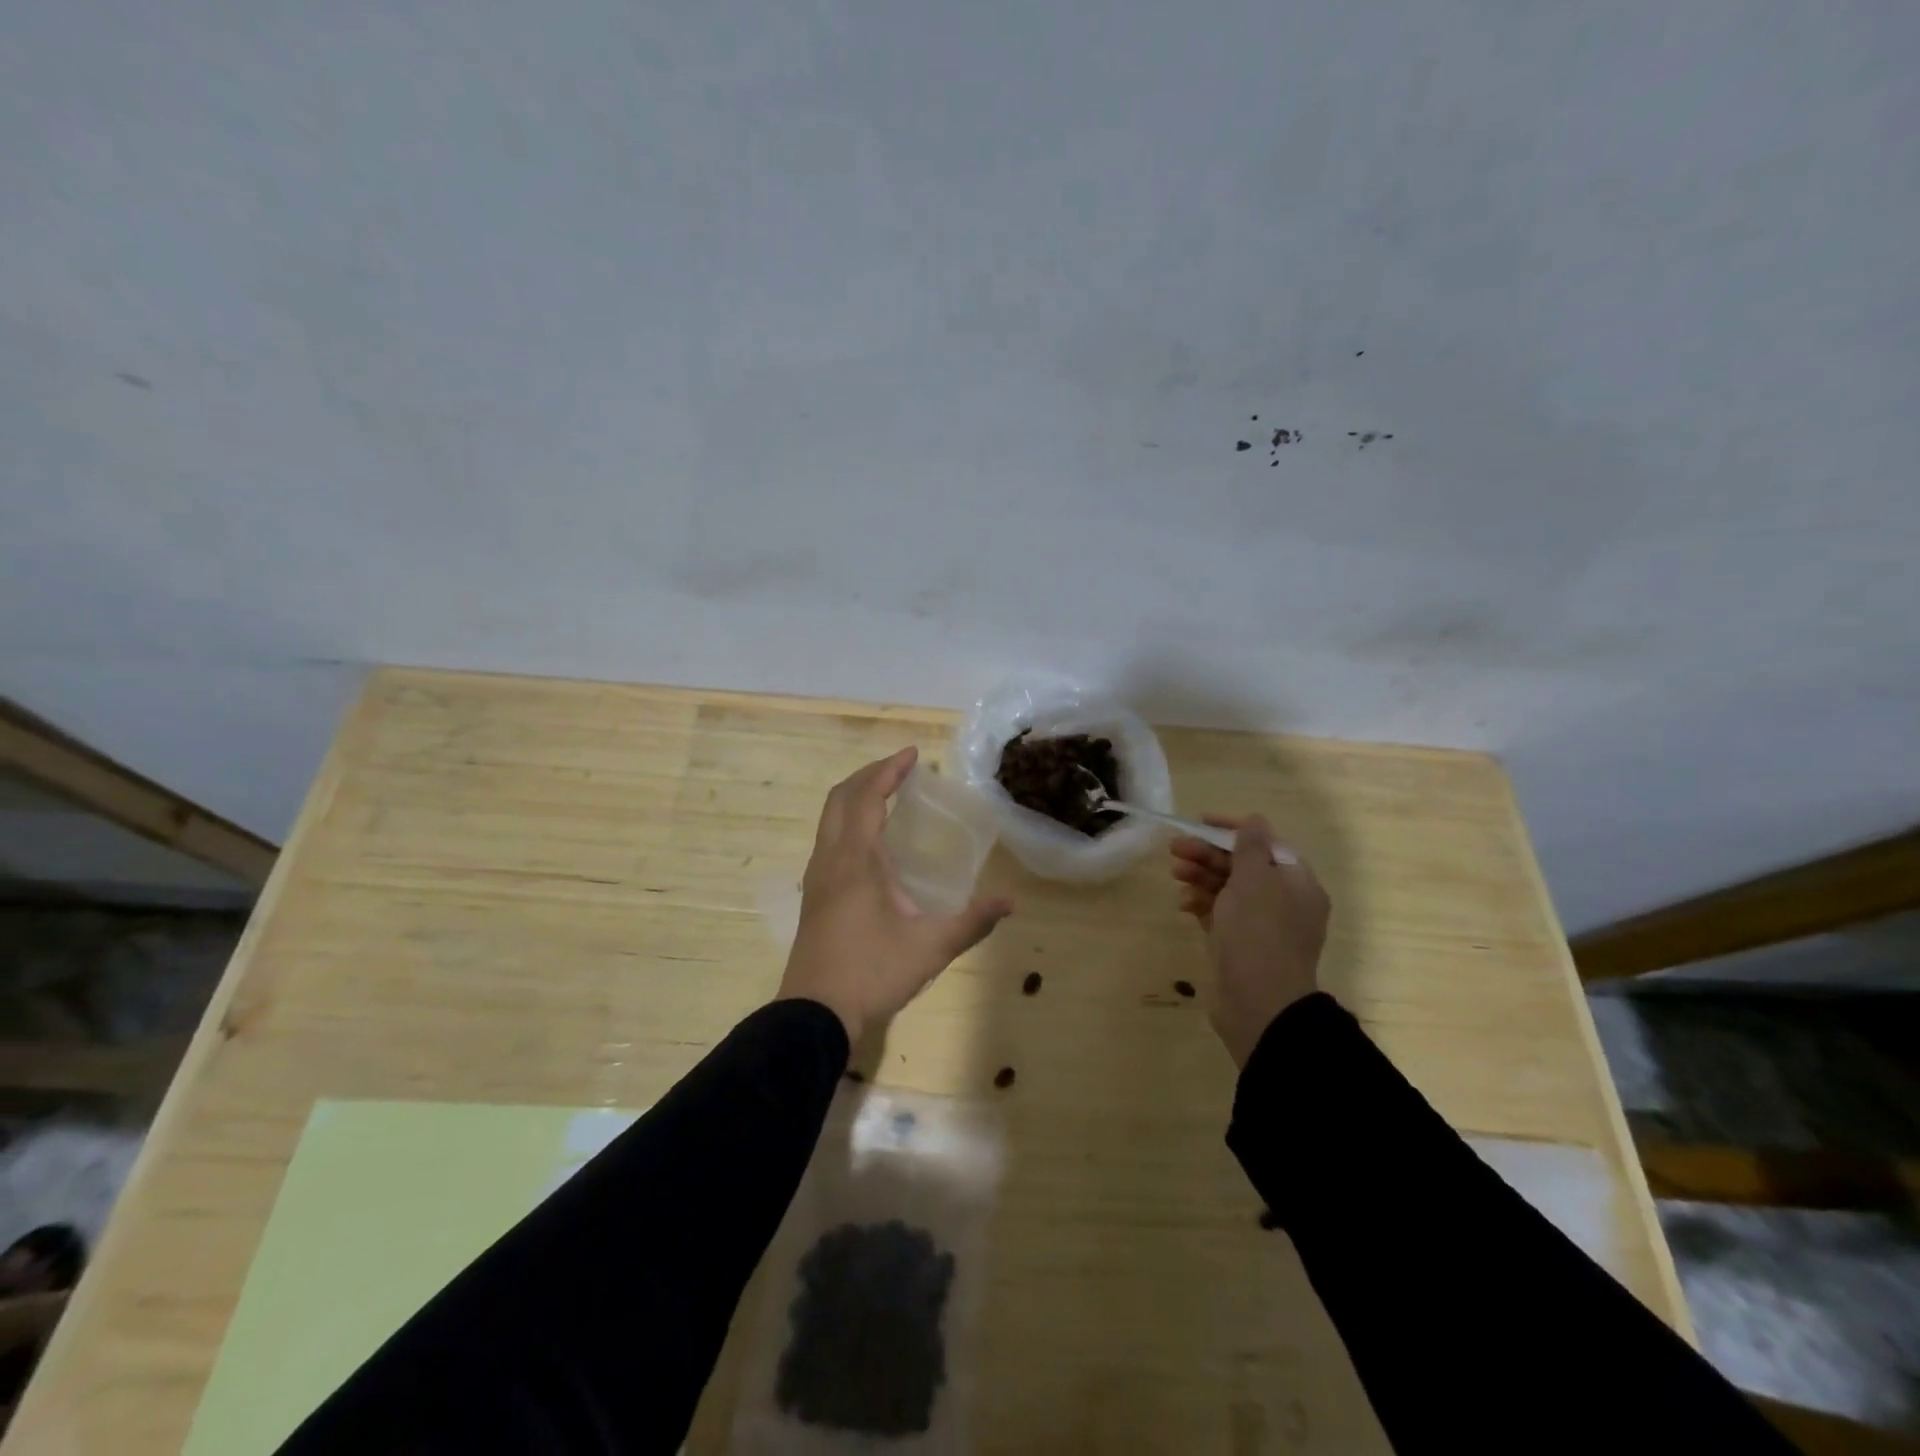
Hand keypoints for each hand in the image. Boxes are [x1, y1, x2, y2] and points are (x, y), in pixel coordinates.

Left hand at [779, 747, 1012, 1043]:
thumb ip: (972, 921)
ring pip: (830, 818)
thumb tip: (1009, 902)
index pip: (868, 796)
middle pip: (841, 798)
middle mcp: (830, 858)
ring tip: (888, 796)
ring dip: (856, 797)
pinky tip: (872, 843)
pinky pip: (829, 839)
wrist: (814, 1014)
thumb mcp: (930, 947)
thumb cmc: (871, 972)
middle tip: (901, 769)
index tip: (914, 754)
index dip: (889, 770)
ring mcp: (817, 877)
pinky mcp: (814, 895)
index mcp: (856, 859)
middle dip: (870, 775)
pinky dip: (848, 821)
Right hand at [1169, 815, 1330, 1068]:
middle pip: (1243, 865)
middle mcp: (1283, 901)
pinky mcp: (1240, 945)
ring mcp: (1261, 925)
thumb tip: (1255, 819)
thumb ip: (1250, 846)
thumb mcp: (1253, 880)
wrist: (1258, 1003)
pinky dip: (1202, 904)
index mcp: (1297, 882)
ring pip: (1228, 889)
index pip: (1265, 843)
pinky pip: (1220, 914)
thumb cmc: (1258, 933)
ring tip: (1175, 873)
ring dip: (1201, 876)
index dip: (1233, 829)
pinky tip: (1183, 904)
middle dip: (1209, 854)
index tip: (1200, 822)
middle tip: (1175, 849)